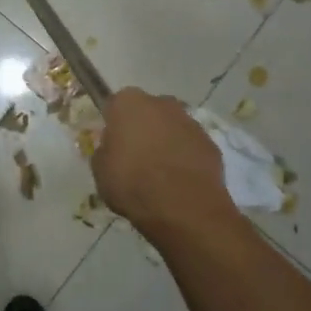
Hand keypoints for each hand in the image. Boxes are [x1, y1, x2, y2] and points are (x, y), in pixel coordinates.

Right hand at [91, 88, 236, 238]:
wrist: (183, 207)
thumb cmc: (132, 183)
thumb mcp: (100, 170)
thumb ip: (105, 151)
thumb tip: (113, 149)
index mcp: (128, 103)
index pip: (116, 105)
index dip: (113, 124)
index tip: (113, 144)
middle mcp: (161, 103)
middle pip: (147, 111)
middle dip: (142, 128)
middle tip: (135, 157)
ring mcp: (190, 121)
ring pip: (171, 127)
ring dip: (166, 142)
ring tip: (160, 173)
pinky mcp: (210, 142)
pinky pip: (190, 146)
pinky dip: (185, 157)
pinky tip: (179, 181)